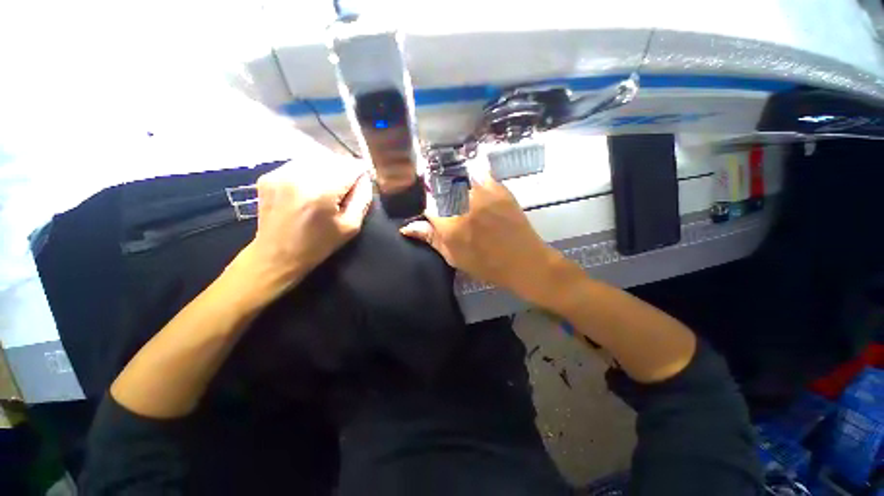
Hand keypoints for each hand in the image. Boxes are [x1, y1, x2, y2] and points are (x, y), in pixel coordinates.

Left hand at [233, 159, 373, 303]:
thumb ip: (363, 199)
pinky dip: (312, 170)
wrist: (276, 255)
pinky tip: (312, 187)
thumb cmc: (318, 245)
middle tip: (348, 186)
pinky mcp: (269, 175)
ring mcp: (280, 173)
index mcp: (321, 192)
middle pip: (334, 159)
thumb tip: (365, 178)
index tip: (364, 181)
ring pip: (317, 158)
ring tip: (331, 186)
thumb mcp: (350, 226)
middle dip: (345, 170)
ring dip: (329, 168)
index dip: (361, 172)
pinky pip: (300, 163)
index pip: (350, 167)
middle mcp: (299, 176)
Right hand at [400, 164, 564, 301]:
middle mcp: (462, 204)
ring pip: (458, 178)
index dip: (427, 207)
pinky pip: (479, 174)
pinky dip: (473, 178)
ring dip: (454, 184)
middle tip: (446, 203)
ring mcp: (481, 193)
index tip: (432, 211)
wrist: (523, 260)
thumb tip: (407, 227)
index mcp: (448, 224)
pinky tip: (474, 187)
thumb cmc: (486, 264)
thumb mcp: (454, 256)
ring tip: (459, 194)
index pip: (426, 205)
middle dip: (439, 193)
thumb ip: (431, 238)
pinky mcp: (498, 188)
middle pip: (440, 187)